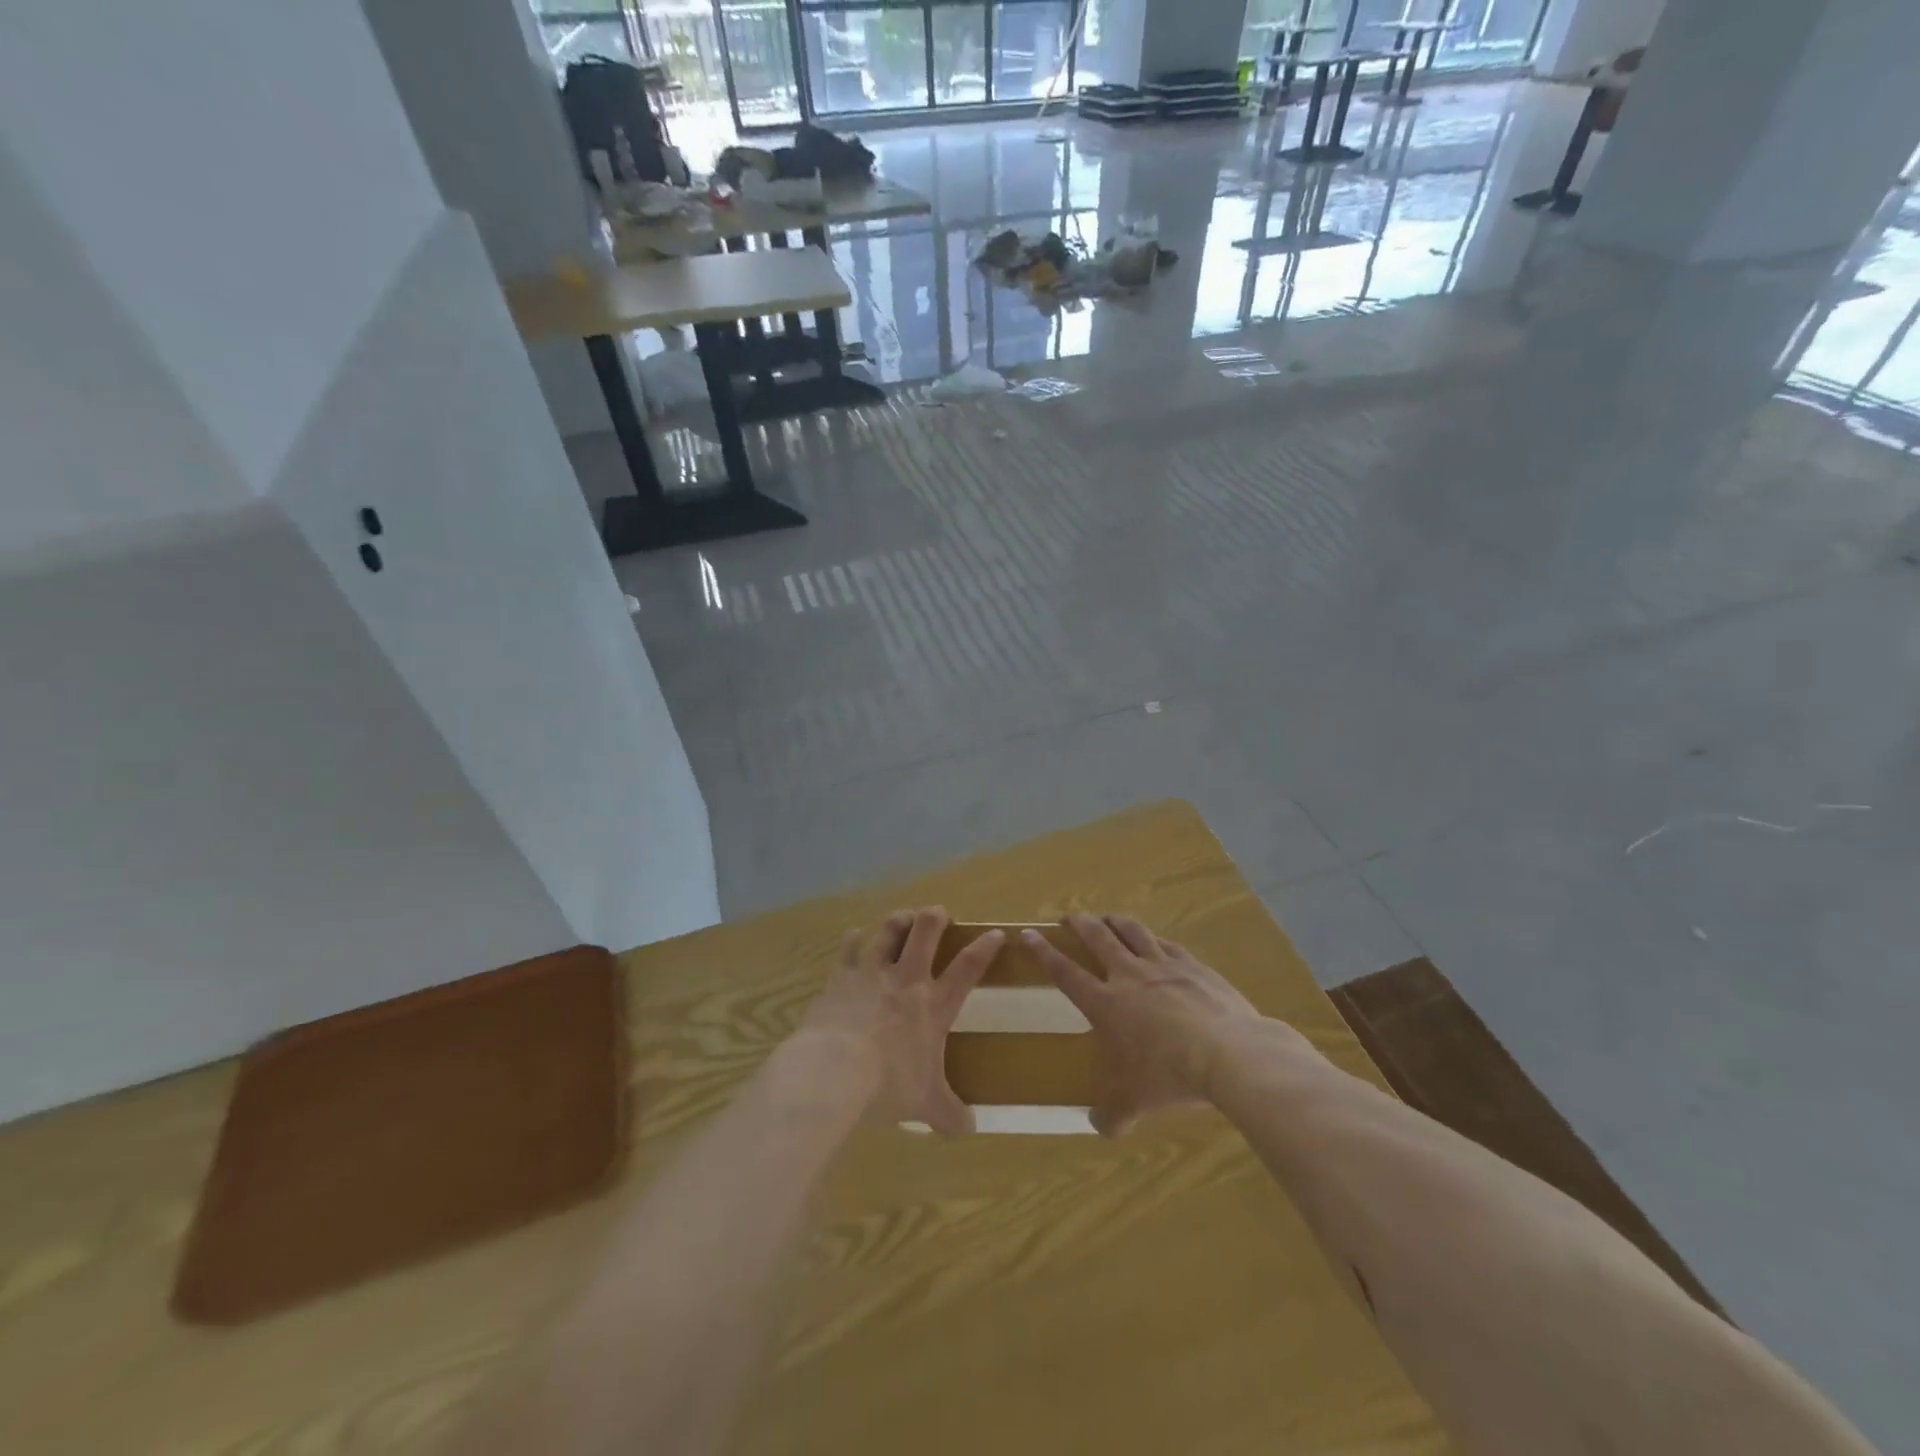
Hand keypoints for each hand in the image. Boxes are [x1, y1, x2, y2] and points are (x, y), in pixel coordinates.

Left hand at [799, 907, 1002, 1135]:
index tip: (996, 932)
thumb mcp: (925, 1104)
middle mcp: (906, 980)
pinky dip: (852, 940)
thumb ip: (949, 1113)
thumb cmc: (887, 1085)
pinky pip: (848, 948)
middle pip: (926, 933)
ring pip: (889, 932)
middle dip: (935, 918)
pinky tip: (854, 935)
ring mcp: (872, 973)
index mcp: (933, 1006)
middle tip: (938, 913)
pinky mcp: (841, 976)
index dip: (984, 948)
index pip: (968, 968)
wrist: (833, 1069)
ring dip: (898, 921)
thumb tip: (971, 1130)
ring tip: (903, 916)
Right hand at [1025, 913, 1272, 1135]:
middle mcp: (1128, 975)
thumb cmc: (1170, 1076)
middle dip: (1079, 923)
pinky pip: (1166, 943)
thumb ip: (1112, 1114)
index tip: (1028, 934)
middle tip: (1069, 917)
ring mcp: (1162, 965)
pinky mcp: (1192, 964)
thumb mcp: (1136, 1103)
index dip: (1044, 952)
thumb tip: (1098, 1126)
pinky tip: (1155, 941)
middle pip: (1096, 937)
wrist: (1227, 1052)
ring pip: (1131, 930)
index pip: (1065, 972)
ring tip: (1107, 918)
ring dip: (1114, 921)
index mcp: (1105, 1003)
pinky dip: (1153, 939)